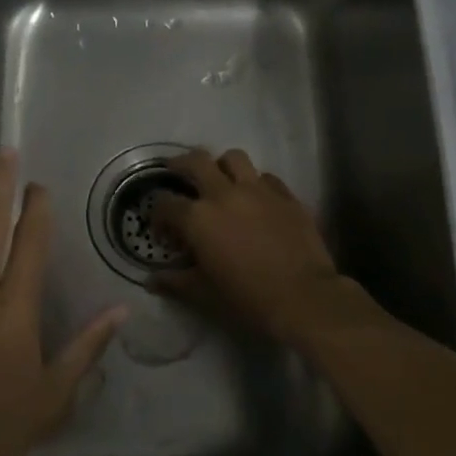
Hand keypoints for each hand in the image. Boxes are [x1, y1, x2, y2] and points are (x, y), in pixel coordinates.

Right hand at [149, 148, 349, 344]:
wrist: (303, 297)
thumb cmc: (247, 298)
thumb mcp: (203, 293)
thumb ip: (175, 282)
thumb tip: (152, 281)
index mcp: (198, 218)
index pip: (165, 204)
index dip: (158, 215)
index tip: (162, 230)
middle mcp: (224, 194)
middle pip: (196, 161)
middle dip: (181, 164)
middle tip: (177, 172)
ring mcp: (258, 190)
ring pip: (234, 158)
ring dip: (221, 165)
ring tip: (220, 179)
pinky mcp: (286, 195)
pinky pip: (266, 177)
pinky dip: (255, 183)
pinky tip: (256, 200)